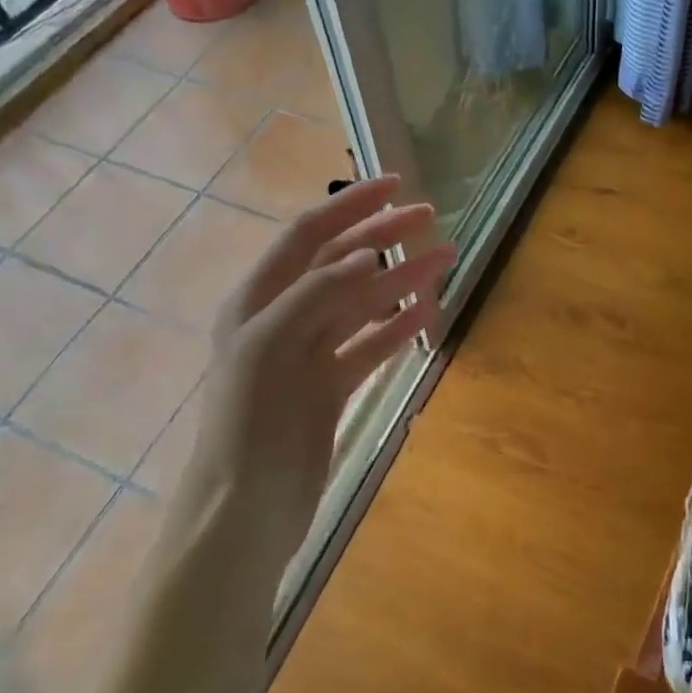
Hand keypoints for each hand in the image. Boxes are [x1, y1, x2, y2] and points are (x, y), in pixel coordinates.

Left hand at [177, 177, 453, 553]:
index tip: (394, 184)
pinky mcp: (328, 386)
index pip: (308, 234)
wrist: (245, 508)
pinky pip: (369, 345)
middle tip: (431, 217)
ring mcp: (308, 352)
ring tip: (446, 260)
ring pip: (362, 303)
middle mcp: (282, 316)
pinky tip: (428, 313)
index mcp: (258, 298)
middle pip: (340, 262)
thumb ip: (318, 294)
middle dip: (384, 236)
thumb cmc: (249, 422)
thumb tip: (367, 254)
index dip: (349, 205)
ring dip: (401, 279)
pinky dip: (397, 328)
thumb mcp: (271, 346)